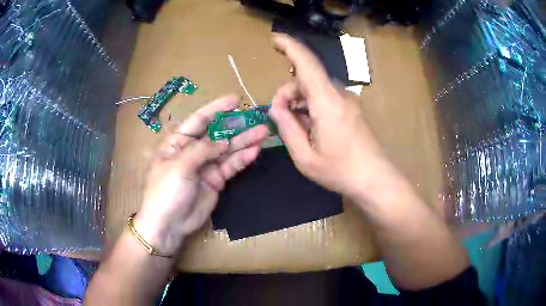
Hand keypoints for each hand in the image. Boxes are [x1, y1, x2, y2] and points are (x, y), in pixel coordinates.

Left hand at [135, 95, 268, 254]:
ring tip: (263, 132)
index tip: (235, 100)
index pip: (198, 121)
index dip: (216, 109)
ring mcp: (205, 166)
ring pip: (227, 150)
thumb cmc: (166, 192)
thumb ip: (203, 150)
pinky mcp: (216, 180)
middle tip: (256, 118)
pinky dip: (242, 159)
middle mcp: (192, 151)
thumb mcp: (180, 166)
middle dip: (236, 126)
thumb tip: (224, 140)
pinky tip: (255, 151)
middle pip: (217, 134)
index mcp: (178, 143)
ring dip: (244, 141)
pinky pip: (230, 167)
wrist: (168, 226)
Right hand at [269, 34, 394, 199]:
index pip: (307, 64)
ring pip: (315, 88)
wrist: (376, 180)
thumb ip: (287, 128)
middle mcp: (339, 95)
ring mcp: (348, 101)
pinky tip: (308, 127)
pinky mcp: (351, 109)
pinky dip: (311, 106)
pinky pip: (325, 98)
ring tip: (293, 127)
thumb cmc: (341, 171)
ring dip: (299, 101)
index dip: (290, 47)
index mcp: (326, 102)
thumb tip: (276, 108)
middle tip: (278, 117)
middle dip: (287, 92)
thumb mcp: (305, 158)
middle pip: (306, 78)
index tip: (275, 40)